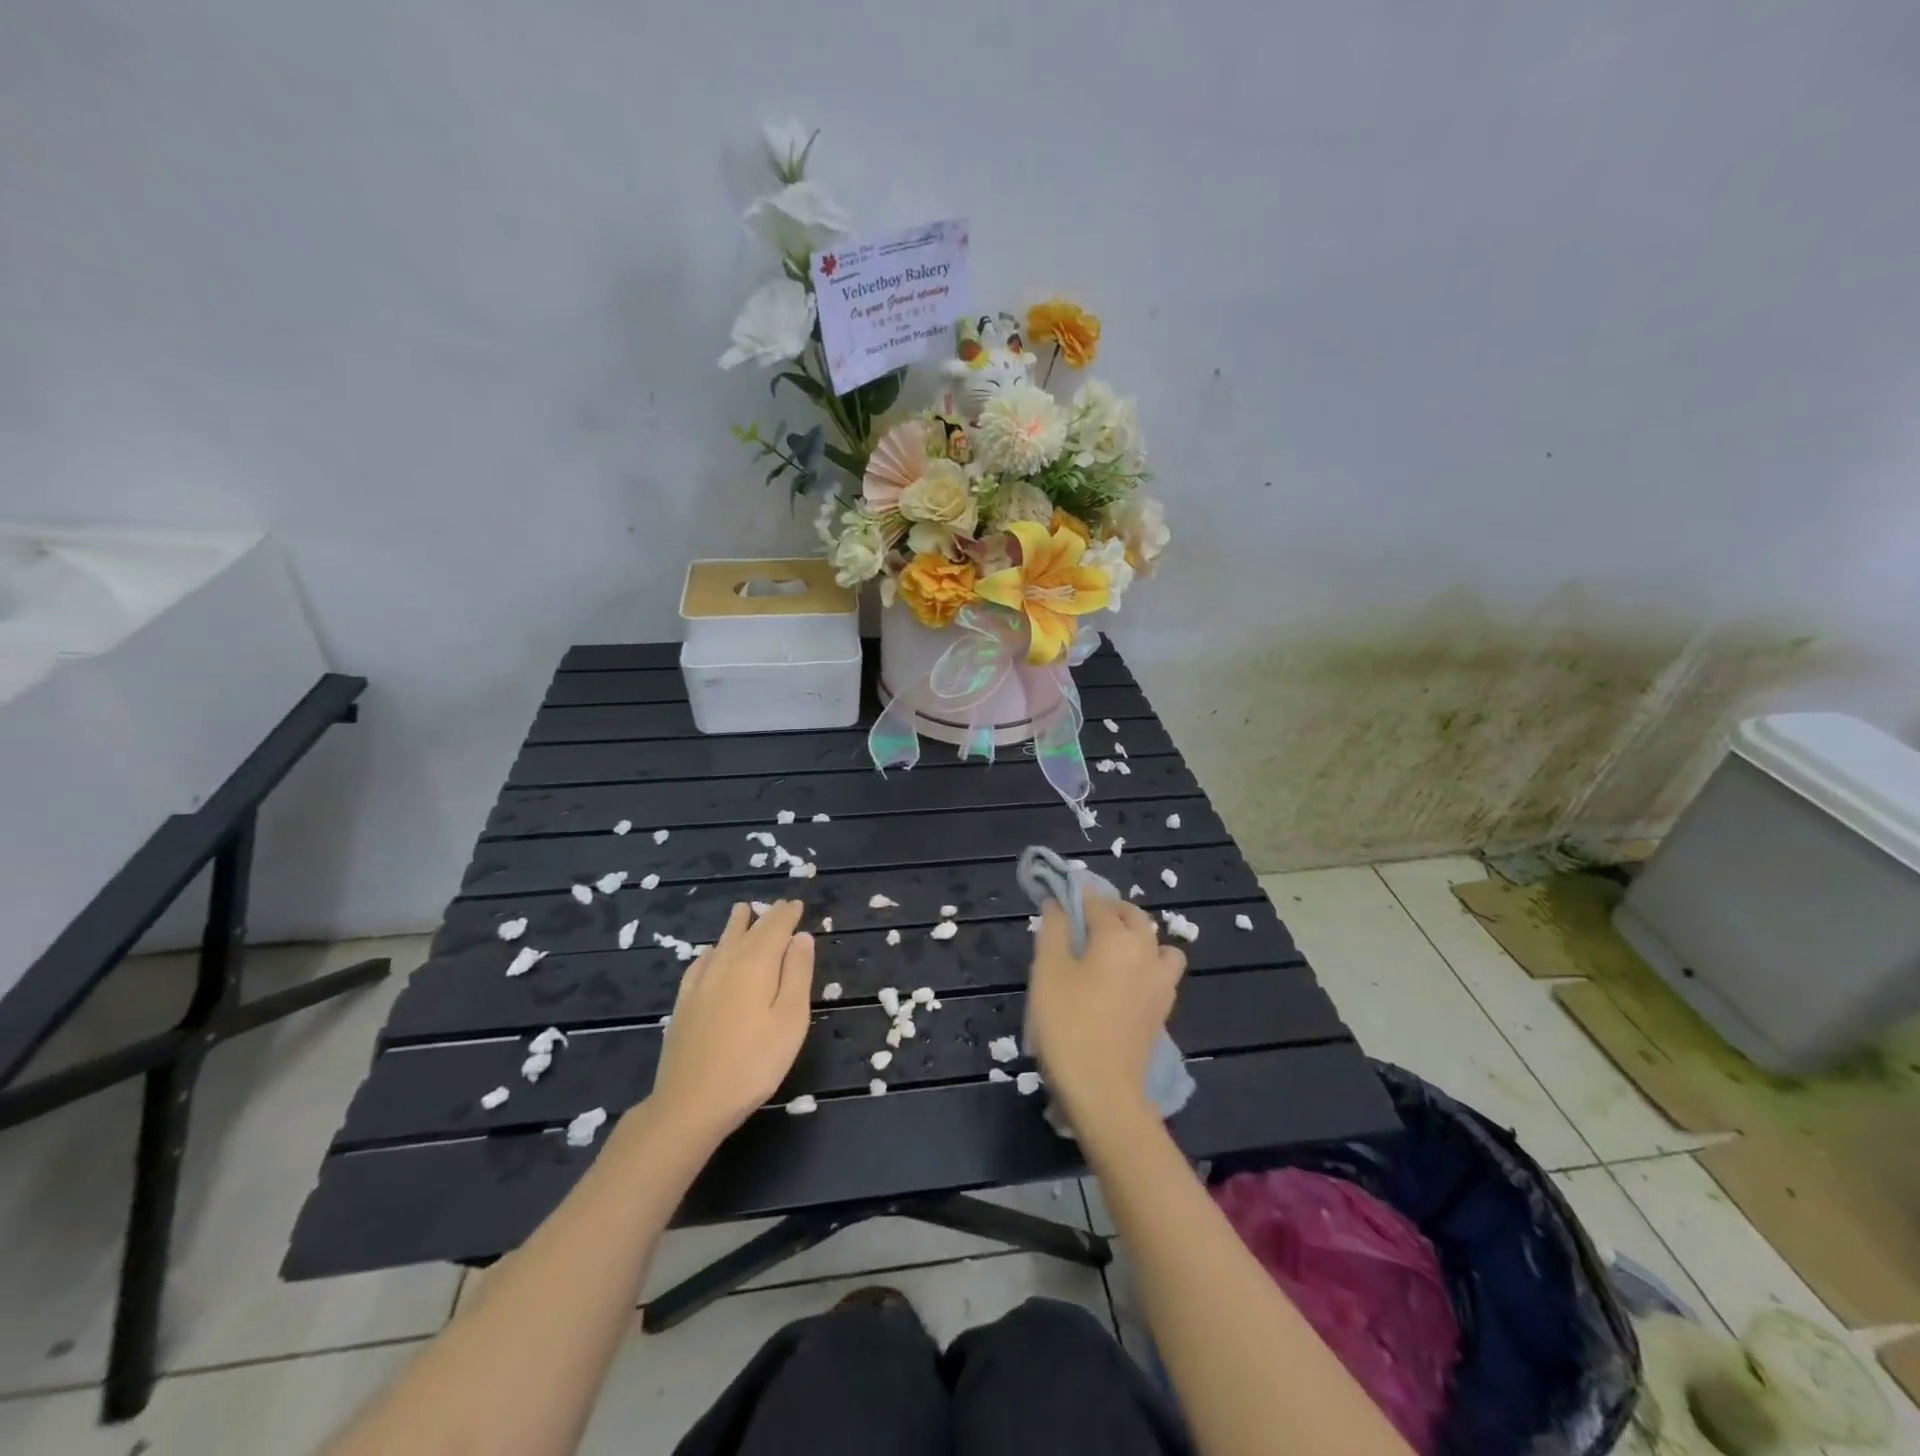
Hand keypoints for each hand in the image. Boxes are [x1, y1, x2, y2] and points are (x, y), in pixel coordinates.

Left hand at [649, 900, 813, 1139]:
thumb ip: (797, 974)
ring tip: (742, 910)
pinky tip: (709, 954)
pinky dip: (710, 951)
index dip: (787, 915)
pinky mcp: (684, 1004)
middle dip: (765, 917)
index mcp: (756, 965)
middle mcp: (726, 964)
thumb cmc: (753, 1064)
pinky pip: (700, 964)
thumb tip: (801, 936)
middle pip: (748, 932)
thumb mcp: (790, 1020)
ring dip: (736, 925)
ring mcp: (701, 984)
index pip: (775, 928)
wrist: (691, 1103)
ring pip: (721, 943)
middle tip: (778, 906)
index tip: (797, 904)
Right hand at [1026, 896, 1184, 1127]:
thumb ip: (1053, 931)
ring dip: (1138, 937)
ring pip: (1157, 943)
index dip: (1077, 897)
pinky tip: (1124, 982)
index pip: (1097, 902)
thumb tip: (1057, 903)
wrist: (1103, 1091)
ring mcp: (1160, 982)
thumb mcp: (1047, 972)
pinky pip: (1161, 971)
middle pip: (1133, 916)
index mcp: (1117, 937)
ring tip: (1110, 951)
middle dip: (1109, 910)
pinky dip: (1147, 964)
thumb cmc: (1068, 1025)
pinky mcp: (1163, 1009)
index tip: (1059, 899)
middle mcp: (1146, 952)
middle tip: (1080, 922)